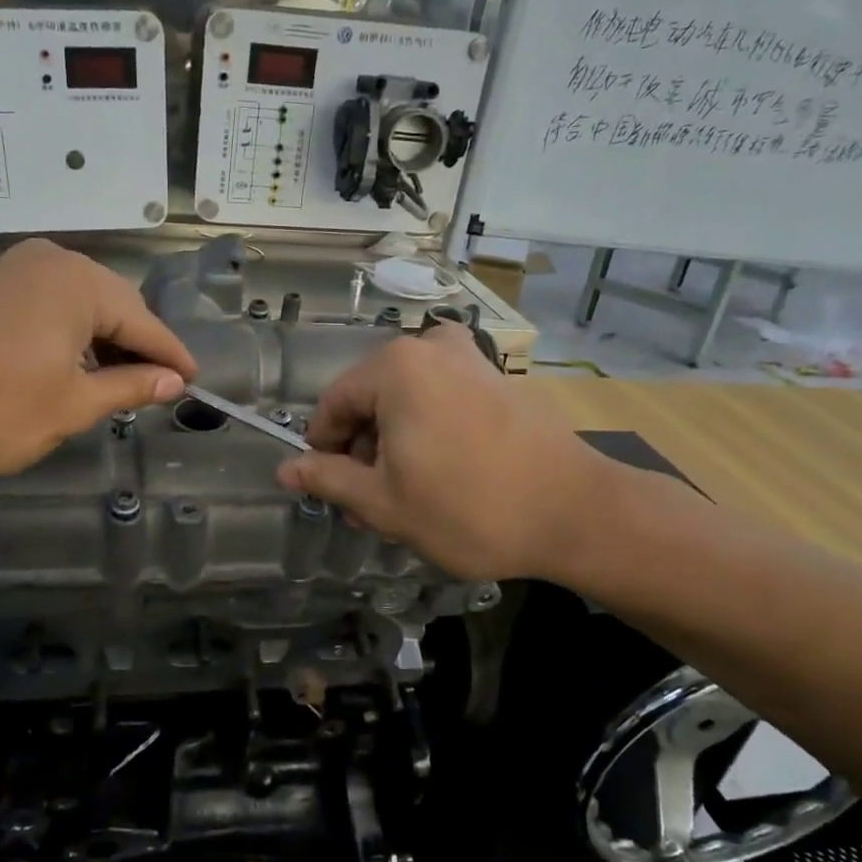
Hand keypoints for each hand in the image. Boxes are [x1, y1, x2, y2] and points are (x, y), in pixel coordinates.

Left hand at [0, 239, 195, 478]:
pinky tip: (70, 365)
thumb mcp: (73, 405)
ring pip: (80, 306)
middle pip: (113, 307)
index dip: (170, 357)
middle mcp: (50, 262)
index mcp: (79, 283)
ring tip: (114, 383)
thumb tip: (173, 382)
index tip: (195, 381)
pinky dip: (68, 335)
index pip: (144, 323)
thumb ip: (129, 387)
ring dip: (101, 343)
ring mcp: (13, 269)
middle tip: (155, 388)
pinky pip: (47, 305)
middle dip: (135, 348)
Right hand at [276, 326, 615, 581]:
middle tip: (369, 504)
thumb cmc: (468, 508)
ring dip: (395, 446)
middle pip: (371, 401)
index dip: (323, 449)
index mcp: (395, 368)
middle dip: (363, 452)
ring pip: (407, 403)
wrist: (576, 512)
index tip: (329, 487)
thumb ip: (328, 478)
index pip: (333, 405)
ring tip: (405, 498)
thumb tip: (285, 468)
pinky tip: (442, 478)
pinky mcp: (499, 380)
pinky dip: (429, 434)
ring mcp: (470, 360)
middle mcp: (430, 349)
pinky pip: (442, 401)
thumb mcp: (384, 502)